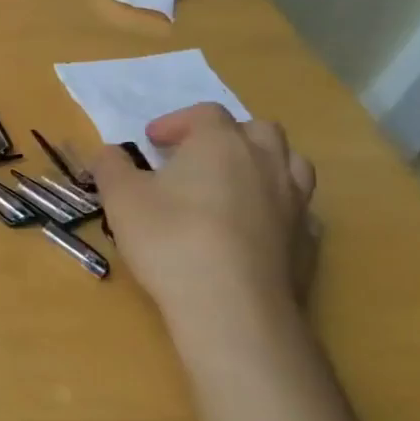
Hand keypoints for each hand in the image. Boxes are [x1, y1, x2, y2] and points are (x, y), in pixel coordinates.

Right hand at [91, 104, 317, 335]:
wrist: (232, 307)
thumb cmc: (170, 239)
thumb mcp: (121, 198)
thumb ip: (111, 167)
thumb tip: (110, 153)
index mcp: (220, 143)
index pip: (205, 113)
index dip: (177, 122)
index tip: (152, 142)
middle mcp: (266, 163)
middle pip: (258, 130)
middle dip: (228, 136)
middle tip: (197, 158)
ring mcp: (296, 203)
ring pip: (292, 165)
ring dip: (263, 166)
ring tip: (234, 186)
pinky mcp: (310, 242)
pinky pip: (300, 211)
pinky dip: (279, 209)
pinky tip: (257, 228)